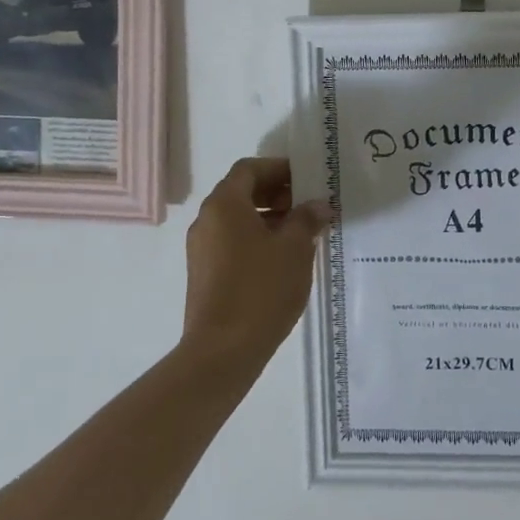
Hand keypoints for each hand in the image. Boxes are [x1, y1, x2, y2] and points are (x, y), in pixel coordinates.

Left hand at [181, 158, 333, 368]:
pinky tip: (282, 258)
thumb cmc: (260, 289)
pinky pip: (231, 241)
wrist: (222, 351)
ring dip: (268, 217)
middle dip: (275, 193)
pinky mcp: (204, 274)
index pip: (249, 169)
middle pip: (241, 192)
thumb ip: (307, 220)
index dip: (278, 168)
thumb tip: (317, 205)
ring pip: (237, 219)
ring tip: (301, 232)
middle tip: (307, 204)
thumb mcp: (294, 249)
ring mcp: (201, 249)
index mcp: (224, 204)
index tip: (305, 178)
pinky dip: (256, 239)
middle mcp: (206, 220)